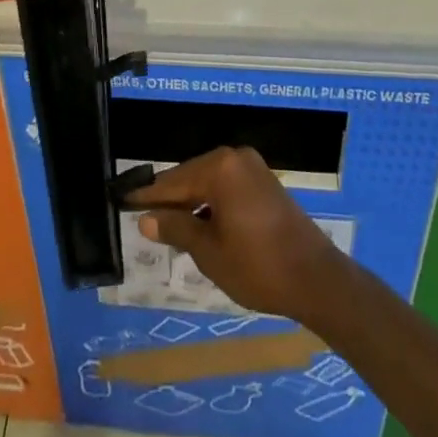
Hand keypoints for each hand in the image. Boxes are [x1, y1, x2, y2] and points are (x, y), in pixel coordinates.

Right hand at [127, 147, 352, 322]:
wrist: (316, 279)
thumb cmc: (258, 267)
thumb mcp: (209, 252)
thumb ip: (177, 228)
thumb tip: (146, 218)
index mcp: (220, 168)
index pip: (173, 180)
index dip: (147, 195)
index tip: (121, 198)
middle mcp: (235, 157)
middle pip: (191, 176)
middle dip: (169, 199)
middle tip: (143, 218)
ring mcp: (252, 167)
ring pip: (209, 182)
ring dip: (191, 203)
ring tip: (168, 227)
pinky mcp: (264, 182)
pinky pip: (227, 186)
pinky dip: (211, 203)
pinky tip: (201, 225)